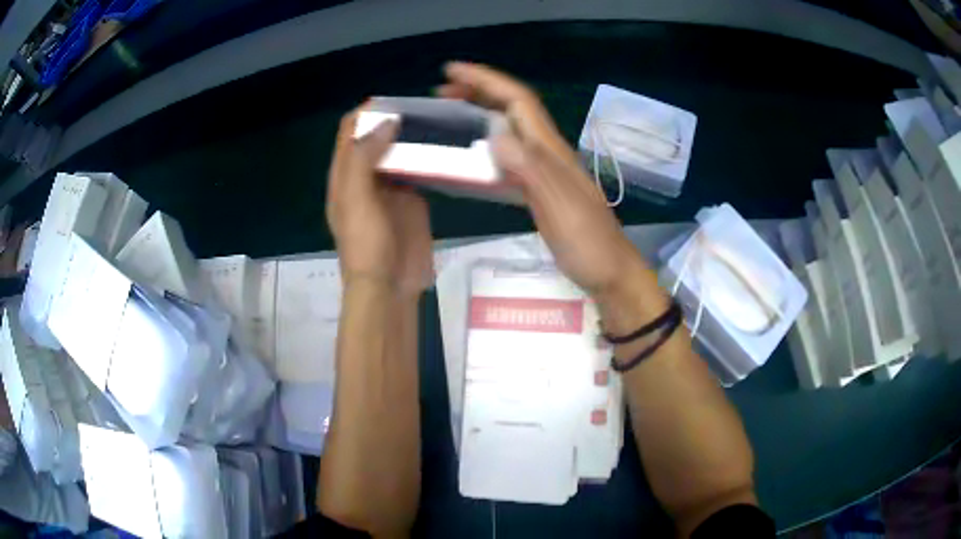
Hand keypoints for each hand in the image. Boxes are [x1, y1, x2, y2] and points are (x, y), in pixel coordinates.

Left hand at [327, 107, 433, 297]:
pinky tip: (445, 145)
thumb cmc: (366, 244)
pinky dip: (429, 156)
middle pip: (376, 137)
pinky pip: (420, 170)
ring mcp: (391, 187)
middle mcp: (366, 176)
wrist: (389, 286)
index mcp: (345, 175)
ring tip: (437, 118)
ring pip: (400, 151)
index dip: (365, 113)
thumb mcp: (356, 199)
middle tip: (422, 106)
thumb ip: (364, 158)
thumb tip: (386, 122)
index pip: (350, 132)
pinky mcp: (413, 199)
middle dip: (393, 119)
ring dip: (413, 135)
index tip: (391, 101)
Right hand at [438, 62, 649, 298]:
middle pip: (514, 109)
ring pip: (511, 130)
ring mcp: (546, 172)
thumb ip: (531, 169)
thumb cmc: (589, 244)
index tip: (452, 70)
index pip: (518, 101)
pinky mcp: (541, 191)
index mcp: (551, 151)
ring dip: (482, 114)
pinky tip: (474, 157)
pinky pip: (510, 158)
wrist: (611, 273)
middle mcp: (548, 153)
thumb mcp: (560, 207)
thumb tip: (495, 133)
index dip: (486, 80)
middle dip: (480, 91)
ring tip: (452, 114)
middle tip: (443, 91)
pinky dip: (488, 147)